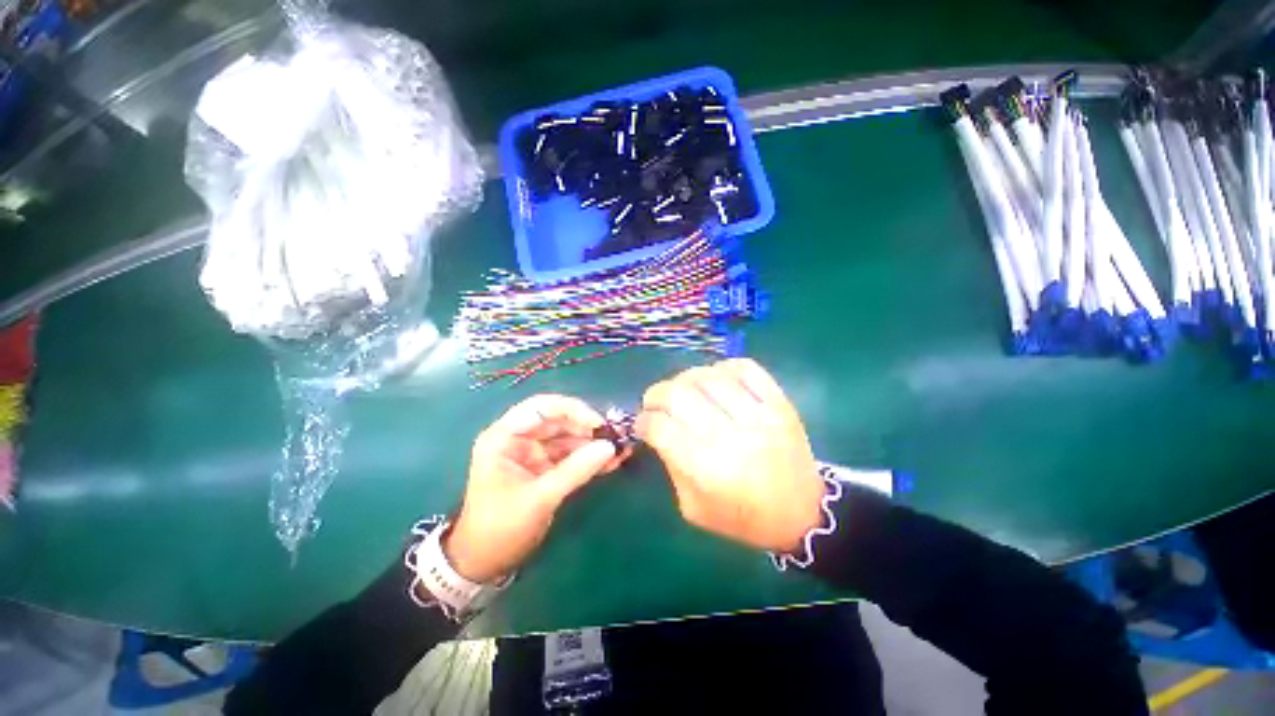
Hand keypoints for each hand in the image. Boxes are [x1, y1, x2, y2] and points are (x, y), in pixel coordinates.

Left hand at [445, 395, 629, 582]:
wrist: (485, 564)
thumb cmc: (500, 529)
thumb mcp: (539, 498)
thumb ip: (575, 470)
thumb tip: (610, 448)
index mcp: (504, 437)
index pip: (541, 407)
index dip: (572, 410)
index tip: (598, 424)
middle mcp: (519, 438)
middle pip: (559, 420)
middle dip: (588, 427)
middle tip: (616, 437)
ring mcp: (533, 452)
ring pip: (568, 437)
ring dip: (593, 443)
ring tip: (621, 450)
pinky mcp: (545, 467)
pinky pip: (571, 455)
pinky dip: (590, 457)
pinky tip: (612, 462)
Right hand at [636, 359, 823, 552]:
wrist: (803, 513)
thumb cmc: (743, 517)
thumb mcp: (694, 508)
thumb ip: (671, 466)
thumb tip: (656, 428)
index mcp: (708, 470)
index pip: (661, 428)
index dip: (643, 421)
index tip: (642, 423)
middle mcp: (731, 438)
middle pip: (679, 394)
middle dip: (656, 394)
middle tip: (654, 402)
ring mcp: (760, 416)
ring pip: (709, 376)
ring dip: (685, 377)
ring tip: (682, 389)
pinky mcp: (780, 403)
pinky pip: (746, 368)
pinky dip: (723, 367)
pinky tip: (715, 379)